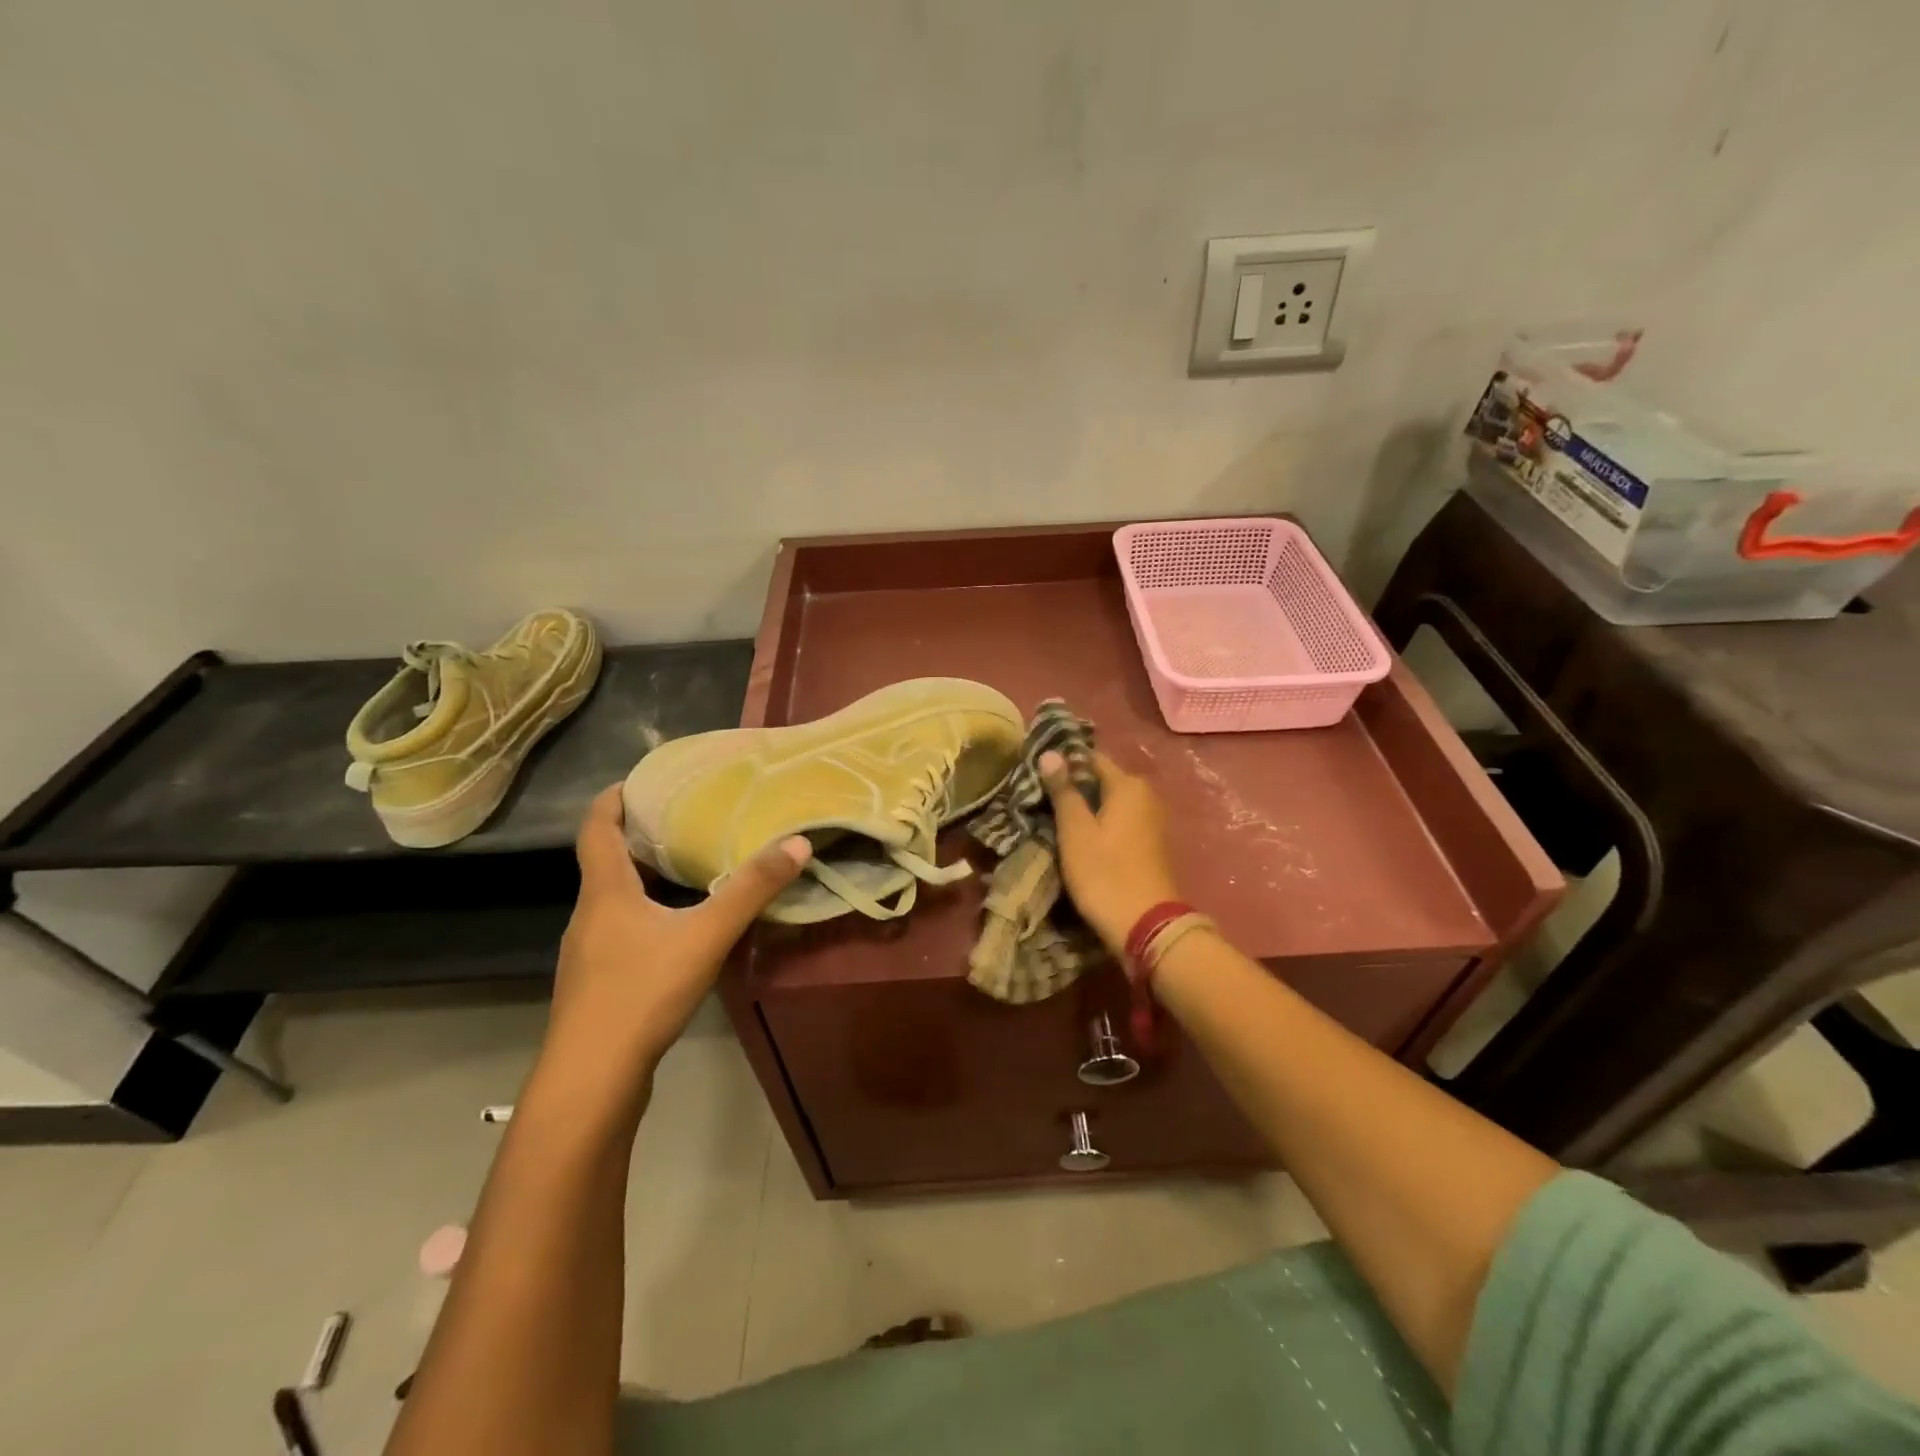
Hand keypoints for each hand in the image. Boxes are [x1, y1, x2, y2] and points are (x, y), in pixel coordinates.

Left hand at [544, 786, 810, 1076]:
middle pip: (607, 861)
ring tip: (689, 867)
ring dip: (646, 877)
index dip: (613, 798)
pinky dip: (648, 914)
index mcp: (605, 891)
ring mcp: (589, 953)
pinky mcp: (598, 984)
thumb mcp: (706, 936)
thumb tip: (797, 843)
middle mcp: (589, 915)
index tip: (641, 779)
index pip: (597, 828)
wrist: (591, 1080)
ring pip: (615, 899)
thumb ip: (751, 890)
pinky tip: (680, 931)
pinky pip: (622, 931)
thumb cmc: (641, 993)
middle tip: (685, 818)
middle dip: (640, 835)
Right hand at [1038, 750, 1180, 952]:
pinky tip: (1078, 837)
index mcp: (1128, 785)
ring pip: (1110, 802)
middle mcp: (1146, 794)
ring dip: (1085, 807)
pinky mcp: (1151, 843)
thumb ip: (1064, 790)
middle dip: (1072, 786)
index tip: (1035, 773)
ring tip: (1052, 817)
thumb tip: (1050, 753)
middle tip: (1039, 798)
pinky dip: (1100, 824)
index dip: (1062, 763)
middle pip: (1101, 780)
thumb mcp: (1075, 831)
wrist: (1147, 926)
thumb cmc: (1105, 873)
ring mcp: (1152, 820)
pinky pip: (1120, 821)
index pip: (1089, 758)